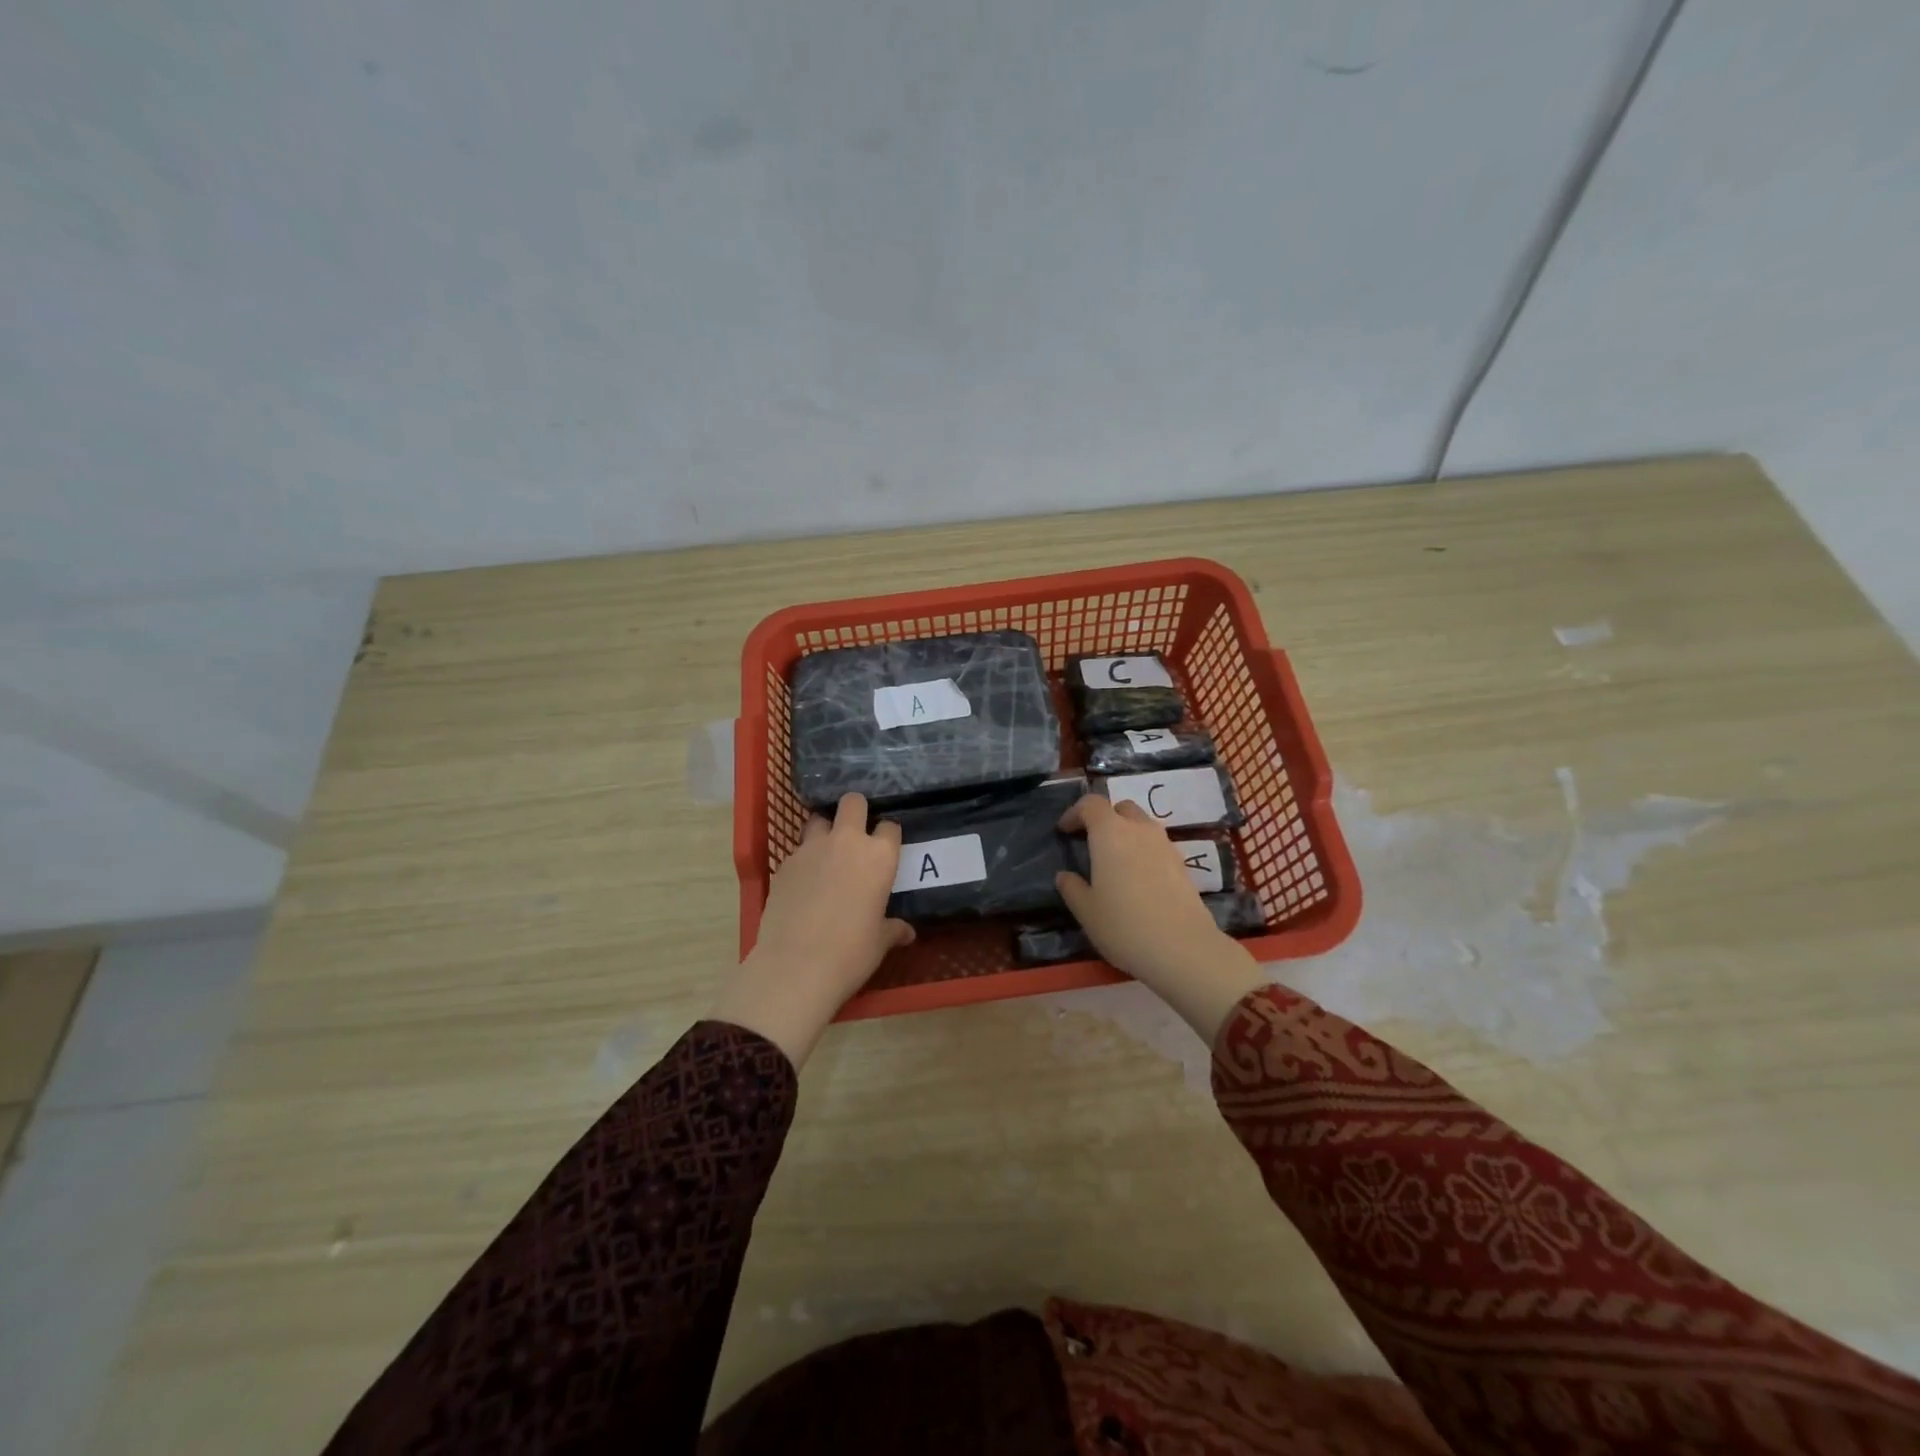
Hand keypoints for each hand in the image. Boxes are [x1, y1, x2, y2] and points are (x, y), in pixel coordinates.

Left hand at [713, 792, 913, 1066]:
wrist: (795, 967)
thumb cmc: (850, 953)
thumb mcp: (879, 943)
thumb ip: (893, 929)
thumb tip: (907, 932)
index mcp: (879, 856)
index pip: (890, 827)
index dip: (888, 836)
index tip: (886, 849)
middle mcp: (846, 842)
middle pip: (853, 802)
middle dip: (856, 811)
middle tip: (856, 833)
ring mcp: (811, 849)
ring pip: (819, 820)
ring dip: (826, 831)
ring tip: (827, 855)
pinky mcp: (784, 863)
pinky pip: (798, 851)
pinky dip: (804, 860)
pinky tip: (805, 883)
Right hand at [1055, 795, 1265, 1044]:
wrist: (1183, 949)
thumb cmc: (1124, 926)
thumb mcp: (1086, 911)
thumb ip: (1072, 887)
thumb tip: (1065, 875)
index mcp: (1110, 833)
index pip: (1091, 804)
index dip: (1075, 813)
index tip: (1065, 831)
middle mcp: (1140, 830)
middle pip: (1121, 808)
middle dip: (1104, 819)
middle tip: (1091, 842)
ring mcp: (1165, 845)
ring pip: (1142, 825)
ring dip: (1126, 834)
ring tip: (1115, 862)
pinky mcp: (1182, 864)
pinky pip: (1157, 845)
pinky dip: (1143, 851)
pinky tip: (1138, 879)